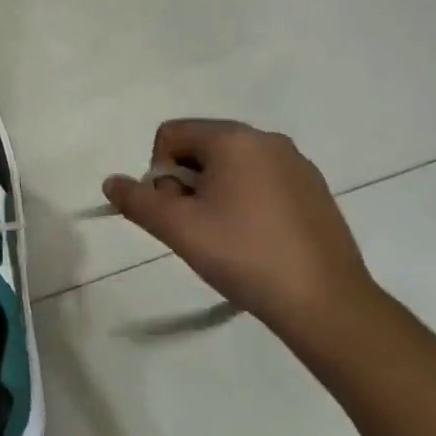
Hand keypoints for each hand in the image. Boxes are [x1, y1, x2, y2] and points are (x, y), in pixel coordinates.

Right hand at [103, 119, 378, 338]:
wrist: (323, 300)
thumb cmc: (243, 255)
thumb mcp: (178, 228)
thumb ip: (137, 200)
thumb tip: (111, 182)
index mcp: (233, 138)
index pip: (171, 134)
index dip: (159, 172)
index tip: (174, 211)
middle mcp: (267, 139)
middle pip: (201, 147)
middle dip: (186, 182)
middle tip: (197, 226)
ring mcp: (296, 163)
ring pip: (231, 165)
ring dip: (215, 193)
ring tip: (226, 236)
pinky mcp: (314, 189)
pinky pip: (262, 181)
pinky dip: (246, 201)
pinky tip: (255, 239)